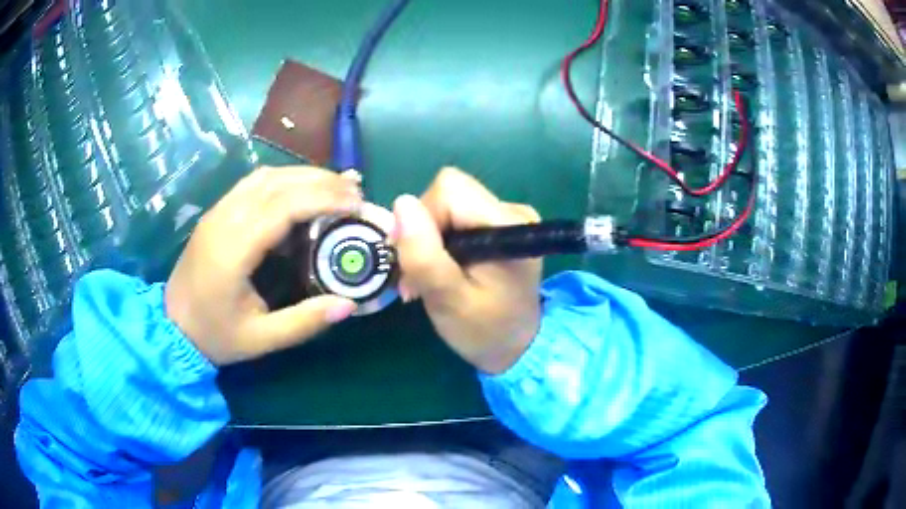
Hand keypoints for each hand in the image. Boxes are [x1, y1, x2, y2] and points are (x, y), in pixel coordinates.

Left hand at [165, 166, 362, 365]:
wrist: (172, 327)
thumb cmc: (215, 335)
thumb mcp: (261, 339)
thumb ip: (304, 322)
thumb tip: (349, 304)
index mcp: (233, 250)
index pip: (283, 207)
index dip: (323, 199)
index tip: (356, 203)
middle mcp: (224, 219)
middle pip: (277, 182)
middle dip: (321, 181)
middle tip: (356, 191)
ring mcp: (218, 211)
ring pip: (265, 176)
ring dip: (304, 175)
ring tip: (336, 185)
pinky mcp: (217, 212)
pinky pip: (254, 183)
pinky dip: (284, 179)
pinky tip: (302, 189)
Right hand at [393, 168, 542, 374]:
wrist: (517, 348)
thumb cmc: (484, 331)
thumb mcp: (448, 300)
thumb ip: (424, 255)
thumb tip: (402, 203)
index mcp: (507, 225)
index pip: (449, 190)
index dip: (423, 219)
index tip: (416, 260)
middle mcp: (512, 211)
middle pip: (448, 193)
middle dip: (424, 230)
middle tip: (420, 275)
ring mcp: (508, 217)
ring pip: (449, 204)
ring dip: (430, 239)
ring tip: (431, 278)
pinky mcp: (500, 226)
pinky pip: (458, 216)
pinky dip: (442, 240)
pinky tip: (445, 270)